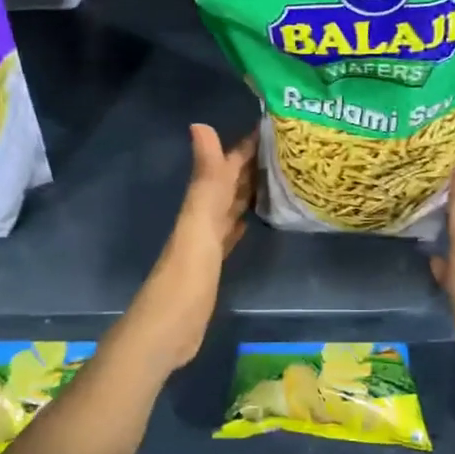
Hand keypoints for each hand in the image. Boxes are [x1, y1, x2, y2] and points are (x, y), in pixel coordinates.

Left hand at [124, 124, 255, 370]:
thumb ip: (204, 177)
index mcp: (202, 205)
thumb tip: (199, 124)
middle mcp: (203, 217)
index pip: (226, 166)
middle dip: (252, 163)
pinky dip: (241, 221)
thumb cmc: (187, 275)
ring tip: (278, 176)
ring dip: (249, 190)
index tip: (274, 124)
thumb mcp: (198, 221)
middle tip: (286, 147)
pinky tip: (252, 219)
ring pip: (231, 207)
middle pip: (230, 184)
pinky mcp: (213, 265)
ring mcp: (207, 242)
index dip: (246, 145)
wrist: (168, 329)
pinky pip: (231, 234)